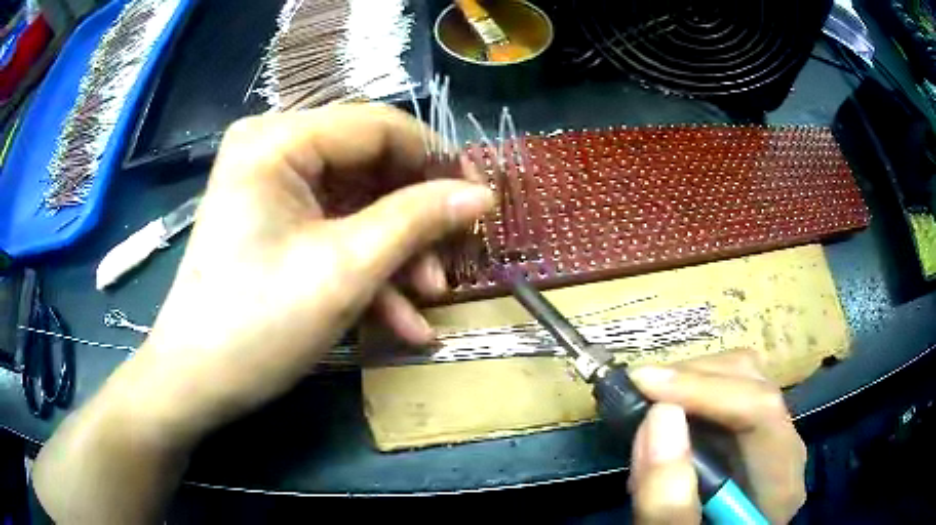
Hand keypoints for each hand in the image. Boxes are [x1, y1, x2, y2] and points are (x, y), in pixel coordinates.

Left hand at [128, 104, 494, 441]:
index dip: (436, 161)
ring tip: (428, 301)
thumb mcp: (346, 270)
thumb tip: (481, 194)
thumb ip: (418, 220)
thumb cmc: (258, 323)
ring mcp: (274, 188)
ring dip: (398, 255)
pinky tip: (400, 322)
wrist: (196, 382)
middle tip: (454, 260)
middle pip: (371, 166)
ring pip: (359, 205)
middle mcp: (274, 149)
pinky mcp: (276, 224)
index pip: (380, 126)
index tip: (479, 201)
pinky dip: (369, 273)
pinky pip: (334, 232)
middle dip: (416, 219)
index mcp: (279, 140)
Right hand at [627, 350, 806, 523]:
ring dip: (690, 381)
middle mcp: (784, 450)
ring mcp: (770, 439)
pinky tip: (666, 413)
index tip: (643, 384)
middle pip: (754, 383)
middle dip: (693, 378)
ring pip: (743, 377)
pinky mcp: (750, 437)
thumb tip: (660, 415)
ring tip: (647, 403)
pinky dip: (692, 393)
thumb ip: (669, 503)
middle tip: (639, 391)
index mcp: (780, 482)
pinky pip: (729, 393)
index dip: (704, 389)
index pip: (761, 411)